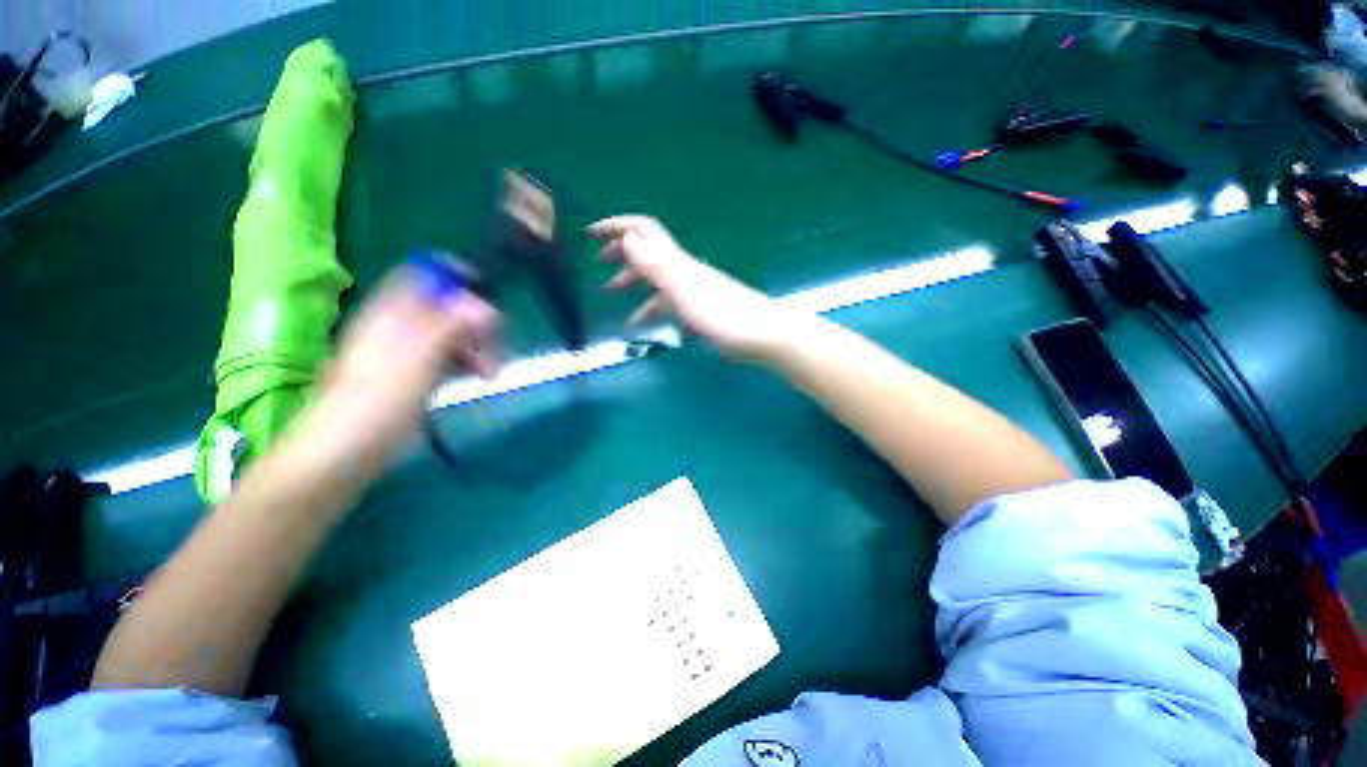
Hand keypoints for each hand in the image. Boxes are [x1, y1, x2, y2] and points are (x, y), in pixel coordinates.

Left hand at [305, 266, 501, 471]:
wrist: (345, 451)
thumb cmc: (378, 402)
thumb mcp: (418, 359)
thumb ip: (451, 326)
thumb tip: (484, 305)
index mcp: (393, 312)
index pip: (425, 274)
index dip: (457, 277)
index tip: (489, 294)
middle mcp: (401, 326)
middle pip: (448, 307)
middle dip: (478, 323)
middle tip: (497, 347)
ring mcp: (408, 352)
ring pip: (452, 334)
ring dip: (478, 347)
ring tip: (492, 373)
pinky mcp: (415, 376)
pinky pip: (449, 358)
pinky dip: (468, 363)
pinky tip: (480, 378)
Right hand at [588, 215, 794, 358]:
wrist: (762, 335)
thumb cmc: (723, 315)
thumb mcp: (684, 290)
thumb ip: (657, 265)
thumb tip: (629, 237)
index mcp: (677, 263)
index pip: (644, 232)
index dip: (617, 227)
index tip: (590, 234)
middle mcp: (684, 271)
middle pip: (648, 254)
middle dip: (621, 254)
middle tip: (599, 264)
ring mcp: (692, 291)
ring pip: (656, 282)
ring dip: (633, 284)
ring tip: (612, 296)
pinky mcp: (700, 311)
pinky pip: (669, 305)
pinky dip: (652, 311)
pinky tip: (643, 325)